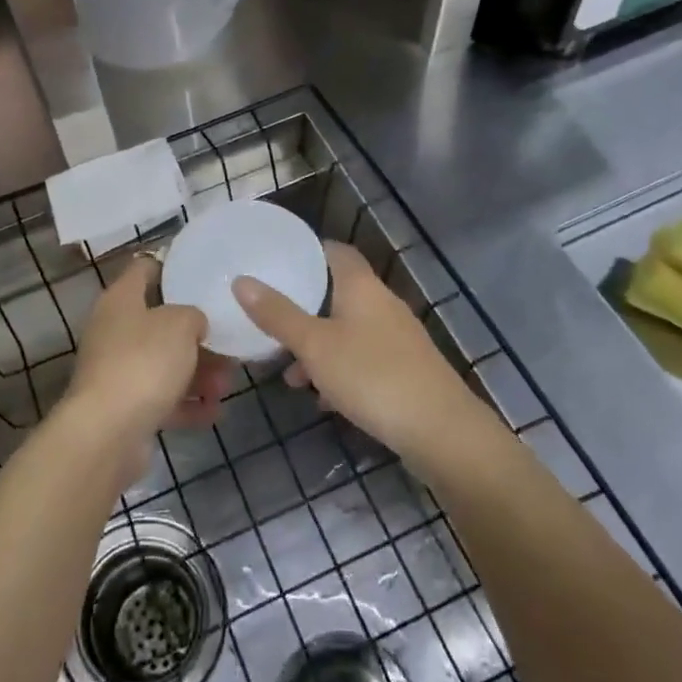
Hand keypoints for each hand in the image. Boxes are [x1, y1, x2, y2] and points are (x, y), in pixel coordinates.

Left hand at [63, 256, 232, 451]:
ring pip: (165, 363)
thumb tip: (193, 323)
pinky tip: (215, 412)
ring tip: (227, 384)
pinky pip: (163, 399)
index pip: (144, 268)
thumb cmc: (144, 362)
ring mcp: (118, 371)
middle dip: (197, 335)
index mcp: (121, 300)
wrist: (107, 433)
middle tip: (229, 342)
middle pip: (160, 323)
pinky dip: (188, 404)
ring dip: (199, 373)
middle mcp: (115, 331)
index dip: (171, 266)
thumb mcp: (180, 324)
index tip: (202, 273)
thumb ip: (193, 315)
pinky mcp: (125, 408)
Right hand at [233, 242, 484, 469]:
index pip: (334, 251)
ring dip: (319, 347)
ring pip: (348, 331)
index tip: (276, 264)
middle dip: (304, 308)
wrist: (440, 431)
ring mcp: (397, 338)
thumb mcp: (315, 346)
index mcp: (361, 287)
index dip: (307, 253)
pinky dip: (340, 371)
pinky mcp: (405, 370)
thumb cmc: (372, 375)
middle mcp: (382, 304)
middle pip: (338, 293)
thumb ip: (278, 315)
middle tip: (271, 322)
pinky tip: (323, 399)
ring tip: (290, 374)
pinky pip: (363, 359)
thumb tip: (241, 280)